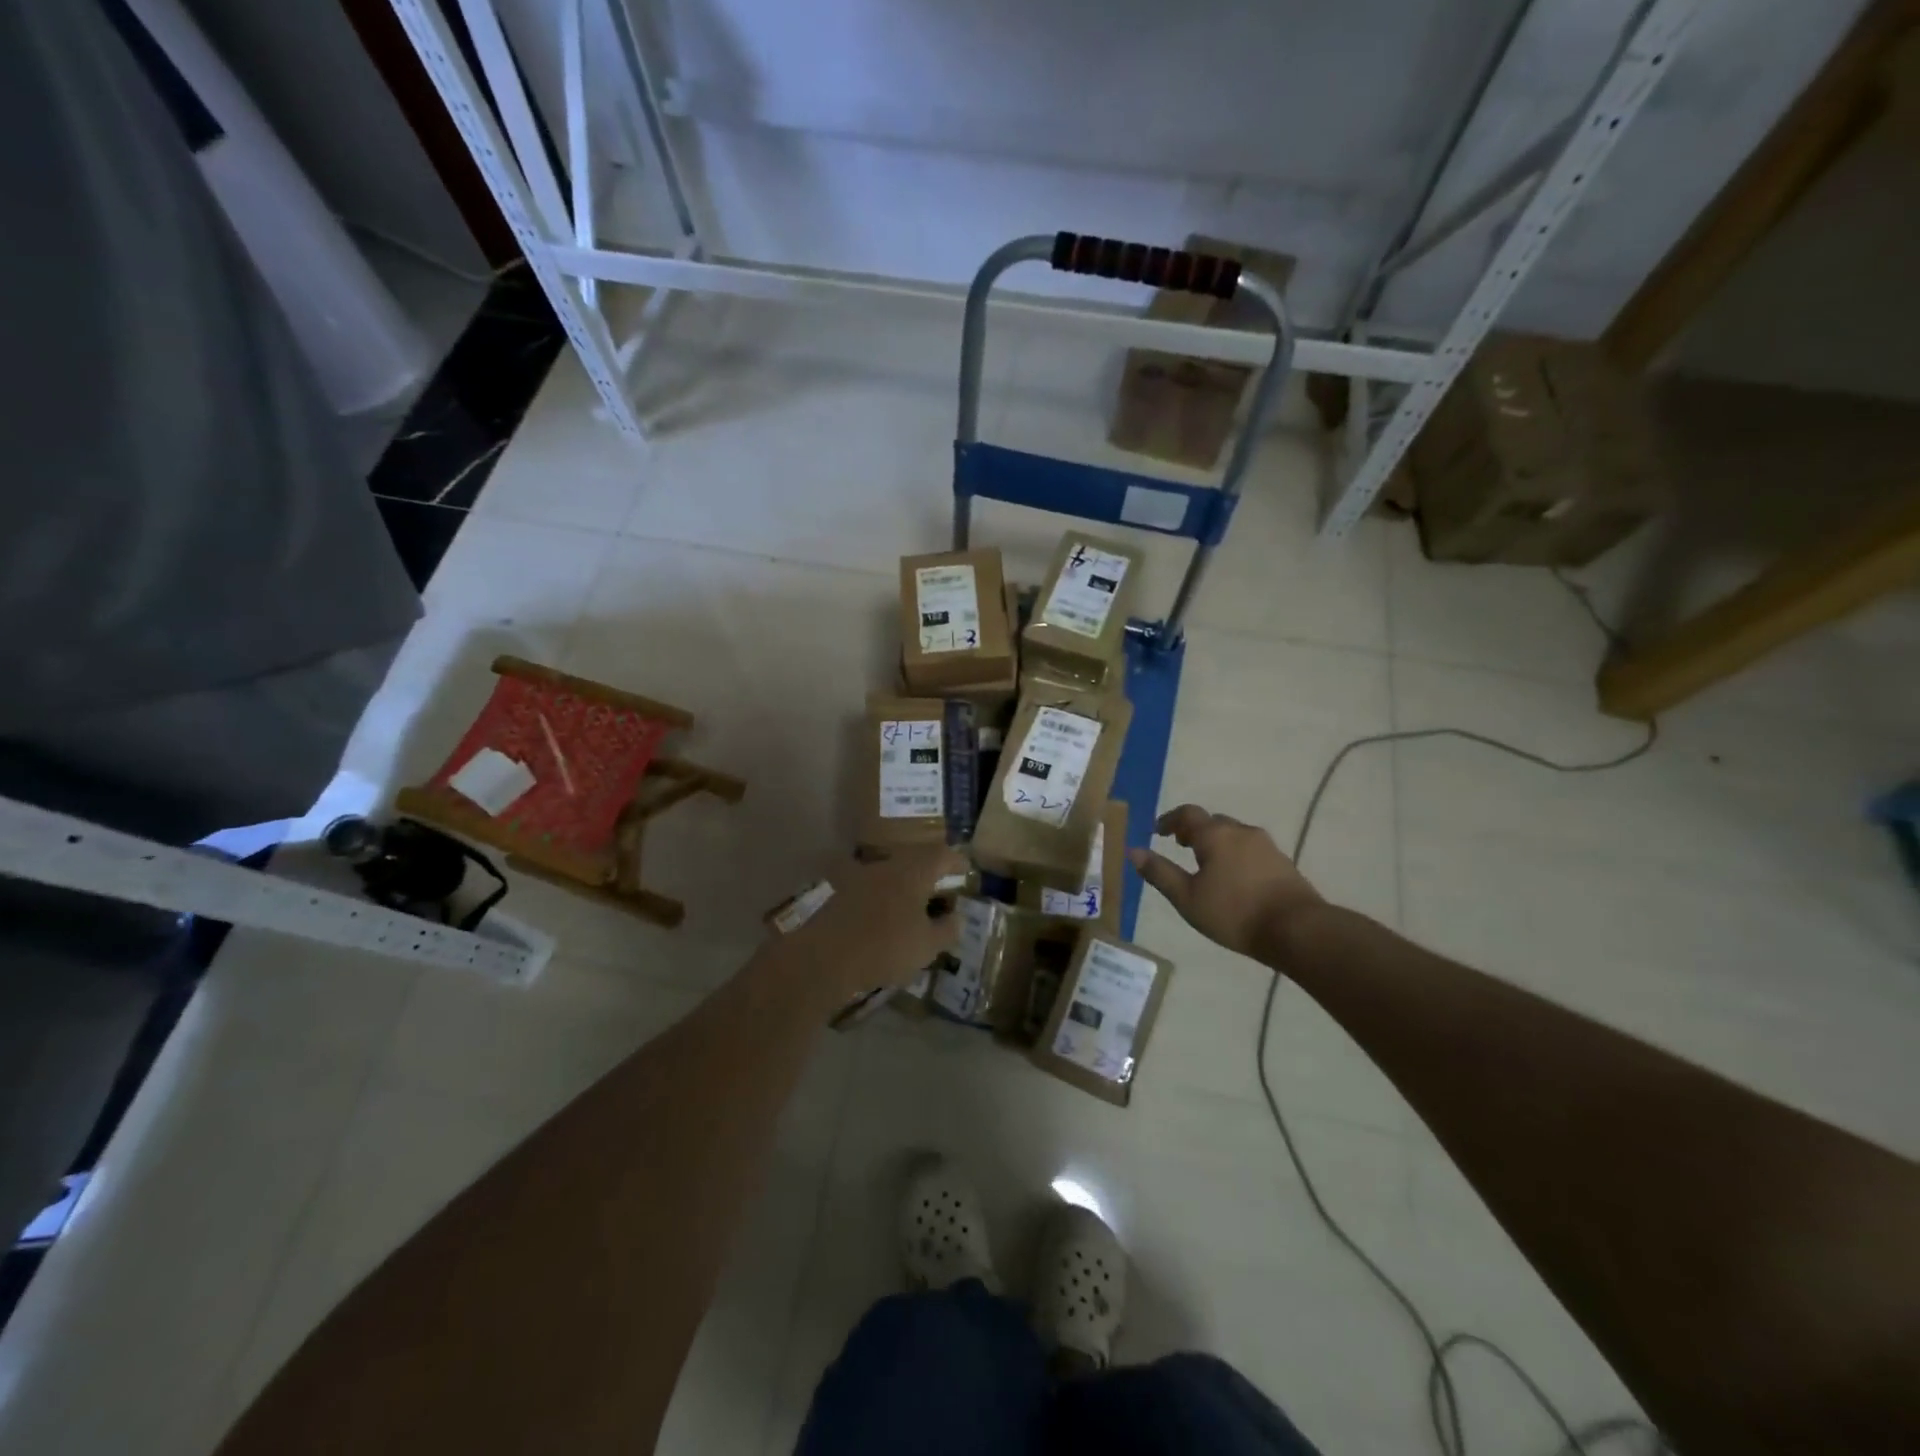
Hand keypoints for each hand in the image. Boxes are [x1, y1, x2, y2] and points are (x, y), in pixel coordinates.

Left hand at [775, 845, 966, 1007]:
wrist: (823, 958)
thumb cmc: (885, 947)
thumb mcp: (927, 945)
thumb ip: (947, 929)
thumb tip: (956, 917)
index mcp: (913, 871)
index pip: (941, 855)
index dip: (956, 862)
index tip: (966, 872)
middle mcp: (887, 866)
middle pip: (915, 861)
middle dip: (931, 875)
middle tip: (942, 893)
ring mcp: (860, 877)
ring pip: (892, 875)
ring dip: (906, 888)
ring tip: (916, 910)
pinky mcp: (841, 895)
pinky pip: (873, 890)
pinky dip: (885, 900)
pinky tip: (886, 922)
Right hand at [1130, 805, 1322, 961]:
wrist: (1297, 929)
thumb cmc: (1234, 912)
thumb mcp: (1187, 898)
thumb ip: (1160, 873)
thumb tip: (1134, 851)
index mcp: (1215, 835)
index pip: (1187, 814)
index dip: (1170, 820)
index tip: (1158, 831)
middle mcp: (1241, 831)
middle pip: (1213, 822)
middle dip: (1194, 830)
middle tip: (1181, 845)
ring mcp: (1266, 845)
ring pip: (1234, 835)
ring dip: (1217, 842)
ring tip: (1207, 863)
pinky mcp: (1283, 862)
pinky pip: (1251, 849)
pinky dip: (1236, 854)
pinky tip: (1235, 878)